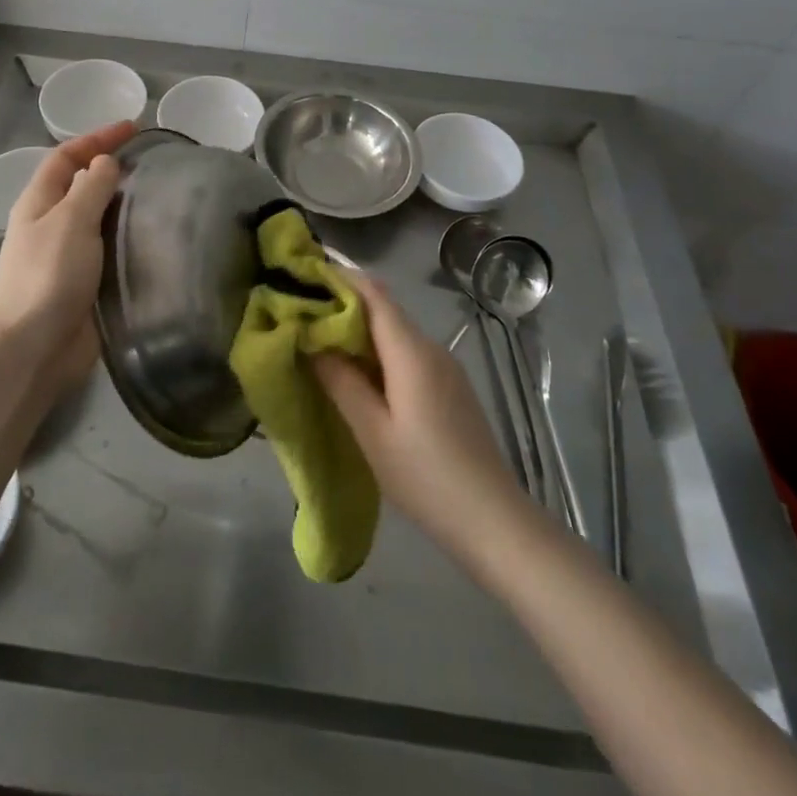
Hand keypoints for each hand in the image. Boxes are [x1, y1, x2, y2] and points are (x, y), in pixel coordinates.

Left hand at [0, 120, 133, 395]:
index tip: (133, 127)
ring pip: (102, 218)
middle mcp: (53, 223)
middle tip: (157, 162)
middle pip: (84, 185)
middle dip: (115, 169)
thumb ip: (91, 188)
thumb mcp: (69, 221)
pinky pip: (113, 249)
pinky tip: (159, 237)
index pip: (67, 156)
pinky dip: (133, 238)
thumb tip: (106, 162)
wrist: (32, 349)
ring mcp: (70, 255)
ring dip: (127, 205)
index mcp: (40, 202)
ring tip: (166, 195)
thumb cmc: (47, 276)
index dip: (97, 138)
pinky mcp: (88, 283)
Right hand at [312, 275, 528, 568]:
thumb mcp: (372, 433)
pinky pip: (406, 353)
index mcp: (411, 352)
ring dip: (359, 330)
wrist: (495, 522)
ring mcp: (444, 368)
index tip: (304, 273)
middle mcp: (431, 348)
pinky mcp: (449, 387)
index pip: (373, 294)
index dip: (340, 277)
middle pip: (383, 309)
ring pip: (395, 332)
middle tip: (301, 311)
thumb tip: (311, 340)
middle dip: (342, 303)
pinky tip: (357, 373)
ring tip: (319, 340)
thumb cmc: (427, 477)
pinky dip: (377, 351)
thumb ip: (340, 382)